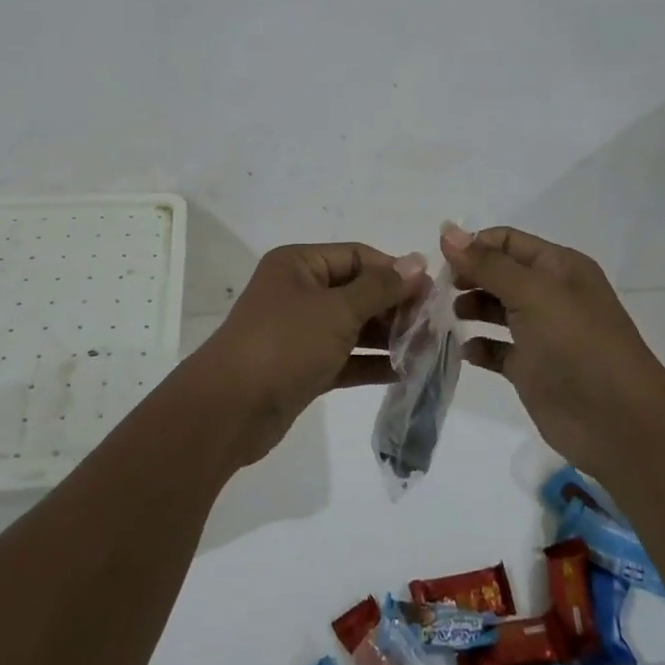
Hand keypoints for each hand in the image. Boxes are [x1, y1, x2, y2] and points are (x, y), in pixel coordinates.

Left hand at [183, 243, 425, 466]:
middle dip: (394, 306)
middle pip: (357, 290)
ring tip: (427, 350)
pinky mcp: (302, 367)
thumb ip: (380, 287)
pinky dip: (370, 362)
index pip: (357, 256)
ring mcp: (299, 331)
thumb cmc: (285, 343)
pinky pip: (344, 357)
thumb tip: (417, 261)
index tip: (432, 293)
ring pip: (352, 326)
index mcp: (299, 264)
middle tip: (434, 326)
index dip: (394, 271)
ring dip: (387, 336)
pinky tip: (404, 372)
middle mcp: (299, 291)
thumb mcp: (337, 310)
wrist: (230, 409)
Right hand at [441, 224, 664, 472]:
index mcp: (558, 266)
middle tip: (437, 291)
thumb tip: (447, 230)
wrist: (618, 423)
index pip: (507, 241)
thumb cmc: (577, 345)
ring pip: (495, 309)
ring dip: (469, 309)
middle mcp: (549, 294)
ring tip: (447, 316)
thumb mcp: (532, 293)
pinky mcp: (532, 369)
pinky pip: (497, 349)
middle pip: (498, 273)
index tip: (440, 262)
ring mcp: (541, 332)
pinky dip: (478, 347)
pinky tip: (464, 351)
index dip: (473, 246)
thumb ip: (487, 263)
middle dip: (467, 276)